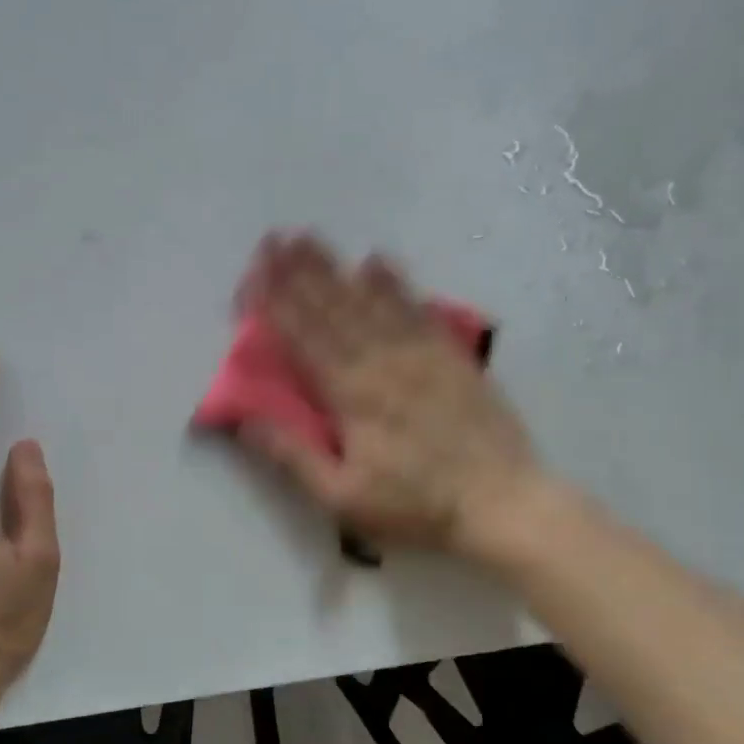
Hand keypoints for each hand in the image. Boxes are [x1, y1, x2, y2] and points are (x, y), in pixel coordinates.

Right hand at [235, 233, 541, 554]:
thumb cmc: (415, 505)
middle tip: (273, 239)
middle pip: (331, 308)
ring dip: (335, 267)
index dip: (274, 304)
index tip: (252, 274)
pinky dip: (394, 282)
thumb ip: (292, 456)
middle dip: (297, 272)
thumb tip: (242, 420)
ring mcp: (419, 352)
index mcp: (349, 395)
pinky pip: (416, 307)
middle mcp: (380, 360)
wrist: (500, 501)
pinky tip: (377, 261)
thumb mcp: (342, 498)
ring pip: (368, 299)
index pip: (302, 338)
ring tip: (309, 238)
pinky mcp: (451, 354)